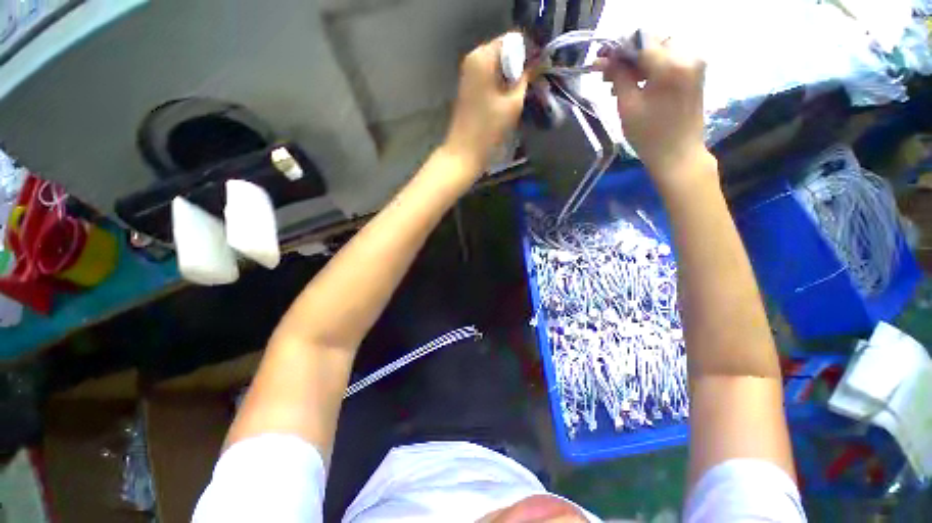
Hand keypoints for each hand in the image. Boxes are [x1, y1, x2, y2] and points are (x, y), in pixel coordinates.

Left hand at [444, 33, 528, 175]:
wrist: (464, 153)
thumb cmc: (488, 129)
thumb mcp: (513, 103)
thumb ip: (526, 78)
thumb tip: (536, 63)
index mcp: (483, 56)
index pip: (513, 41)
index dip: (529, 54)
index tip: (538, 72)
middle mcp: (473, 59)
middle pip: (504, 53)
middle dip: (519, 67)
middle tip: (532, 86)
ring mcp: (468, 75)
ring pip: (497, 67)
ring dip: (511, 78)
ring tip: (520, 96)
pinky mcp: (468, 89)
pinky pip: (489, 78)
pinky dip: (500, 86)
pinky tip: (507, 102)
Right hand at [596, 37, 709, 177]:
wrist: (678, 155)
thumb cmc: (649, 135)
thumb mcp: (628, 106)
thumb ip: (617, 77)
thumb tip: (604, 59)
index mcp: (671, 64)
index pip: (640, 40)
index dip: (618, 48)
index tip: (601, 61)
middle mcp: (688, 55)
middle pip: (653, 40)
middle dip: (628, 53)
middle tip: (609, 74)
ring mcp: (694, 63)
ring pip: (661, 48)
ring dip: (639, 61)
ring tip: (620, 83)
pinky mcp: (695, 73)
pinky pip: (670, 59)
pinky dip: (652, 66)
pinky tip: (638, 83)